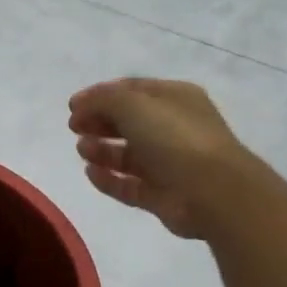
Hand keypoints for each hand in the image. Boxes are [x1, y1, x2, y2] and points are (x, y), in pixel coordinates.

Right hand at [69, 78, 271, 239]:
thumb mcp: (134, 104)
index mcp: (175, 99)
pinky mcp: (162, 196)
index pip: (132, 91)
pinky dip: (109, 179)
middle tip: (74, 127)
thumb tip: (81, 105)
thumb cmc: (175, 137)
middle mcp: (173, 129)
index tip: (72, 106)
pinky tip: (90, 172)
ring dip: (102, 150)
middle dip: (99, 122)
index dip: (100, 96)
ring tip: (82, 149)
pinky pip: (129, 185)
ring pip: (128, 155)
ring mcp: (169, 164)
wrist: (213, 191)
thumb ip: (103, 100)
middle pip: (129, 122)